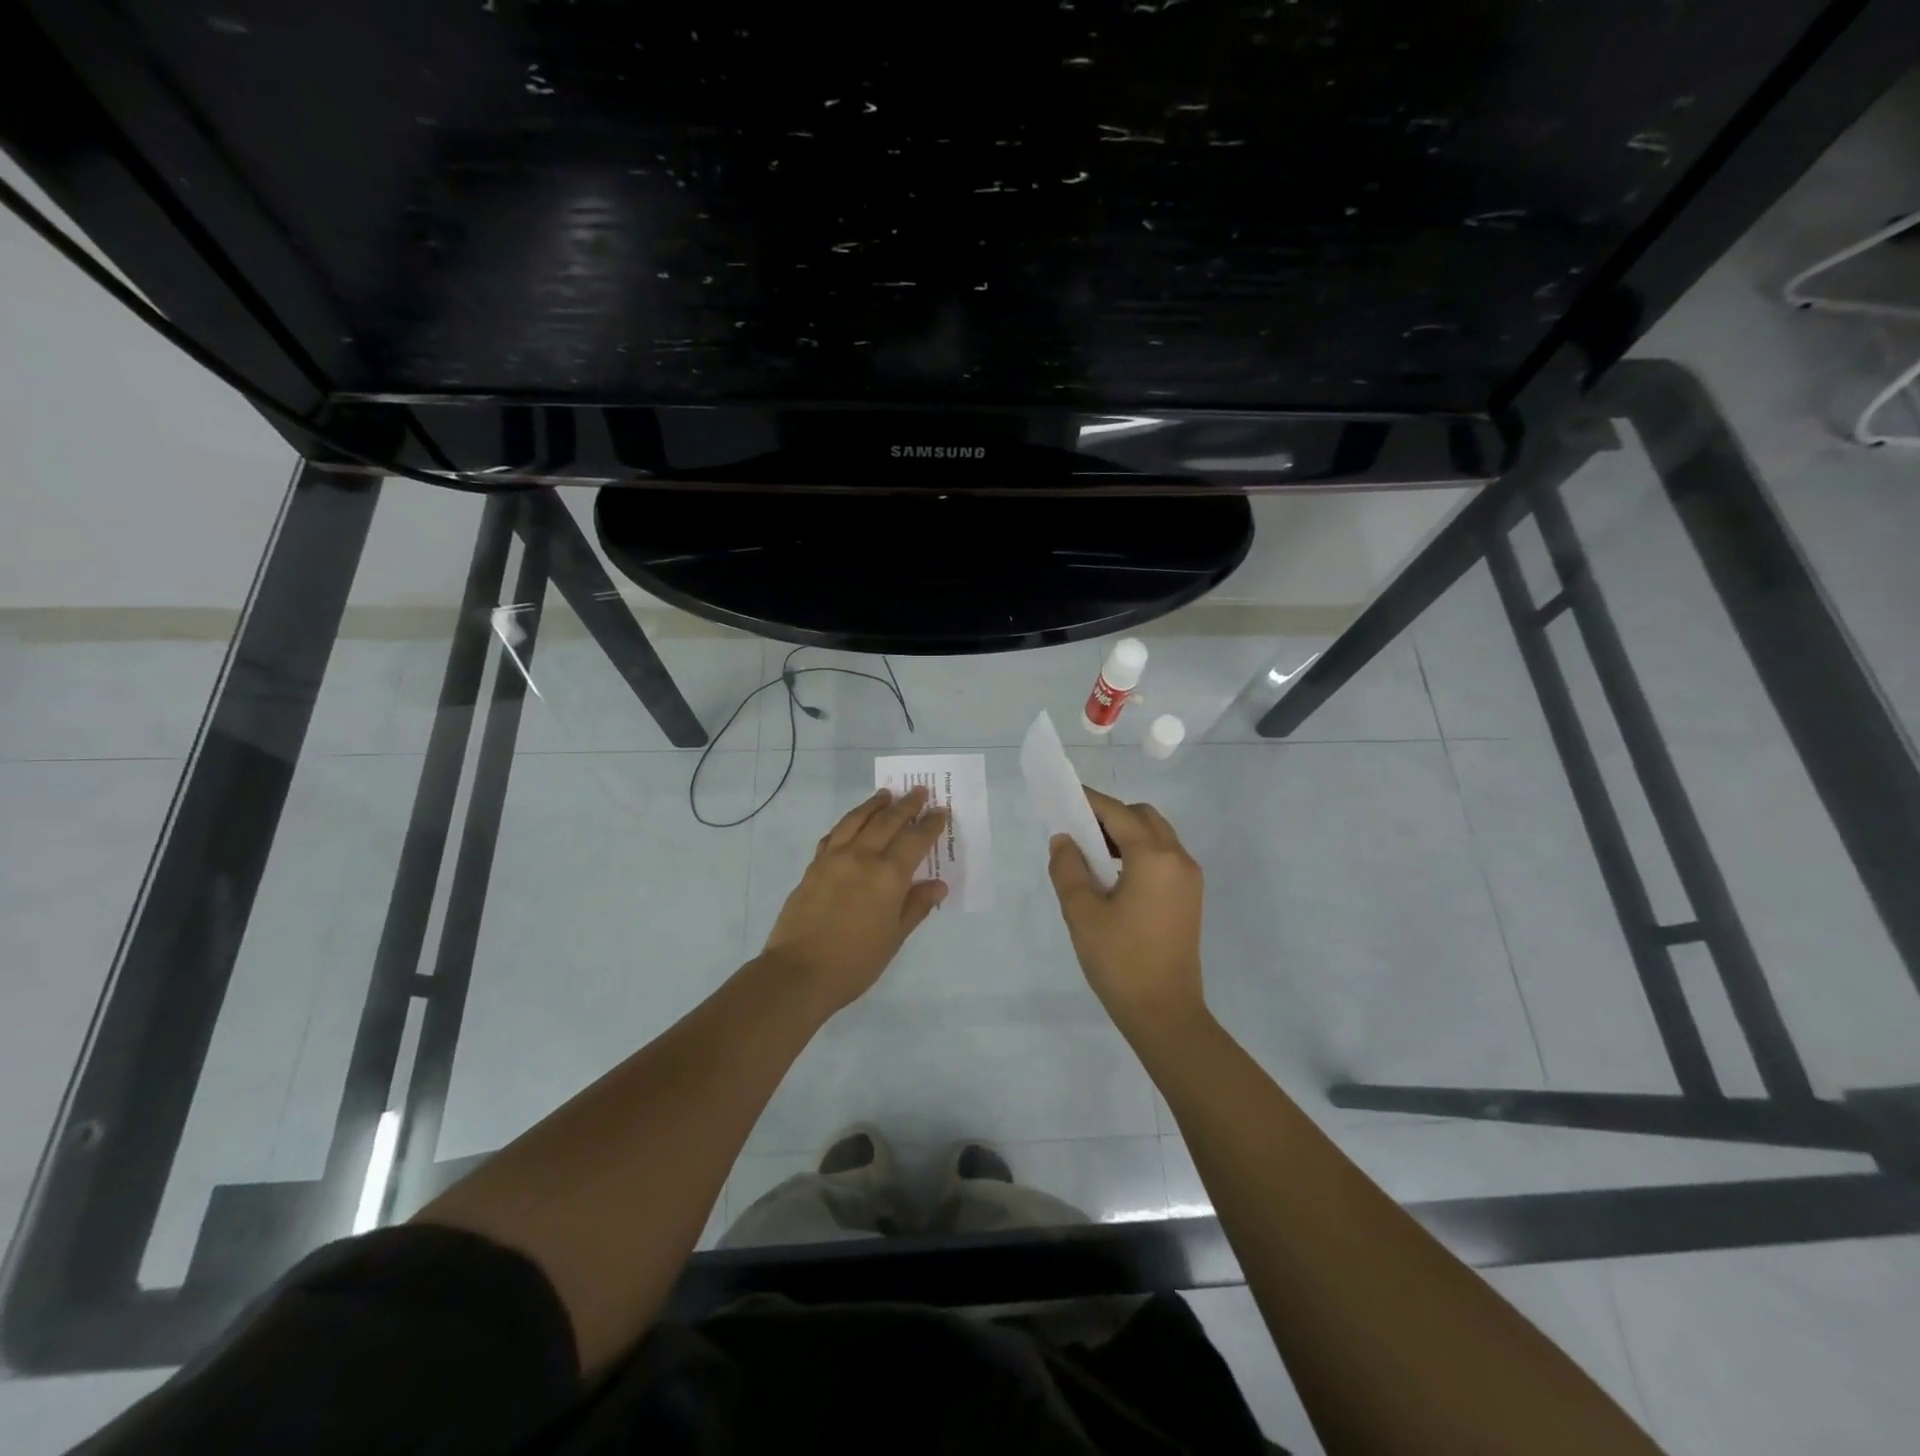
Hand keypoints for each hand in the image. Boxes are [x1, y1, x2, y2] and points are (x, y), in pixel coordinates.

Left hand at [763, 786, 950, 1013]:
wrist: (798, 973)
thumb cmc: (855, 962)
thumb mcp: (894, 937)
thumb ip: (916, 906)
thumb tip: (937, 885)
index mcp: (888, 875)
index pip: (915, 839)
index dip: (930, 824)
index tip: (940, 811)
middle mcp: (862, 857)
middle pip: (887, 821)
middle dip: (906, 805)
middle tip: (919, 791)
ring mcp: (834, 859)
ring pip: (856, 820)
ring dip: (874, 805)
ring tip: (885, 795)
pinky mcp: (813, 867)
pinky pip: (834, 835)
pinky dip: (848, 823)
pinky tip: (852, 823)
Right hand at [1048, 787, 1206, 1040]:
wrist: (1165, 1013)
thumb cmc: (1120, 961)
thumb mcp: (1082, 913)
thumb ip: (1068, 869)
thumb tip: (1063, 840)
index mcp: (1154, 857)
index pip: (1118, 813)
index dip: (1089, 801)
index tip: (1062, 797)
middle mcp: (1178, 859)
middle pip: (1143, 817)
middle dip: (1110, 815)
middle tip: (1078, 832)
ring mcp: (1189, 879)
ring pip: (1157, 836)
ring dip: (1125, 834)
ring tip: (1091, 856)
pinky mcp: (1190, 897)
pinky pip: (1164, 857)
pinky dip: (1139, 853)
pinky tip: (1114, 877)